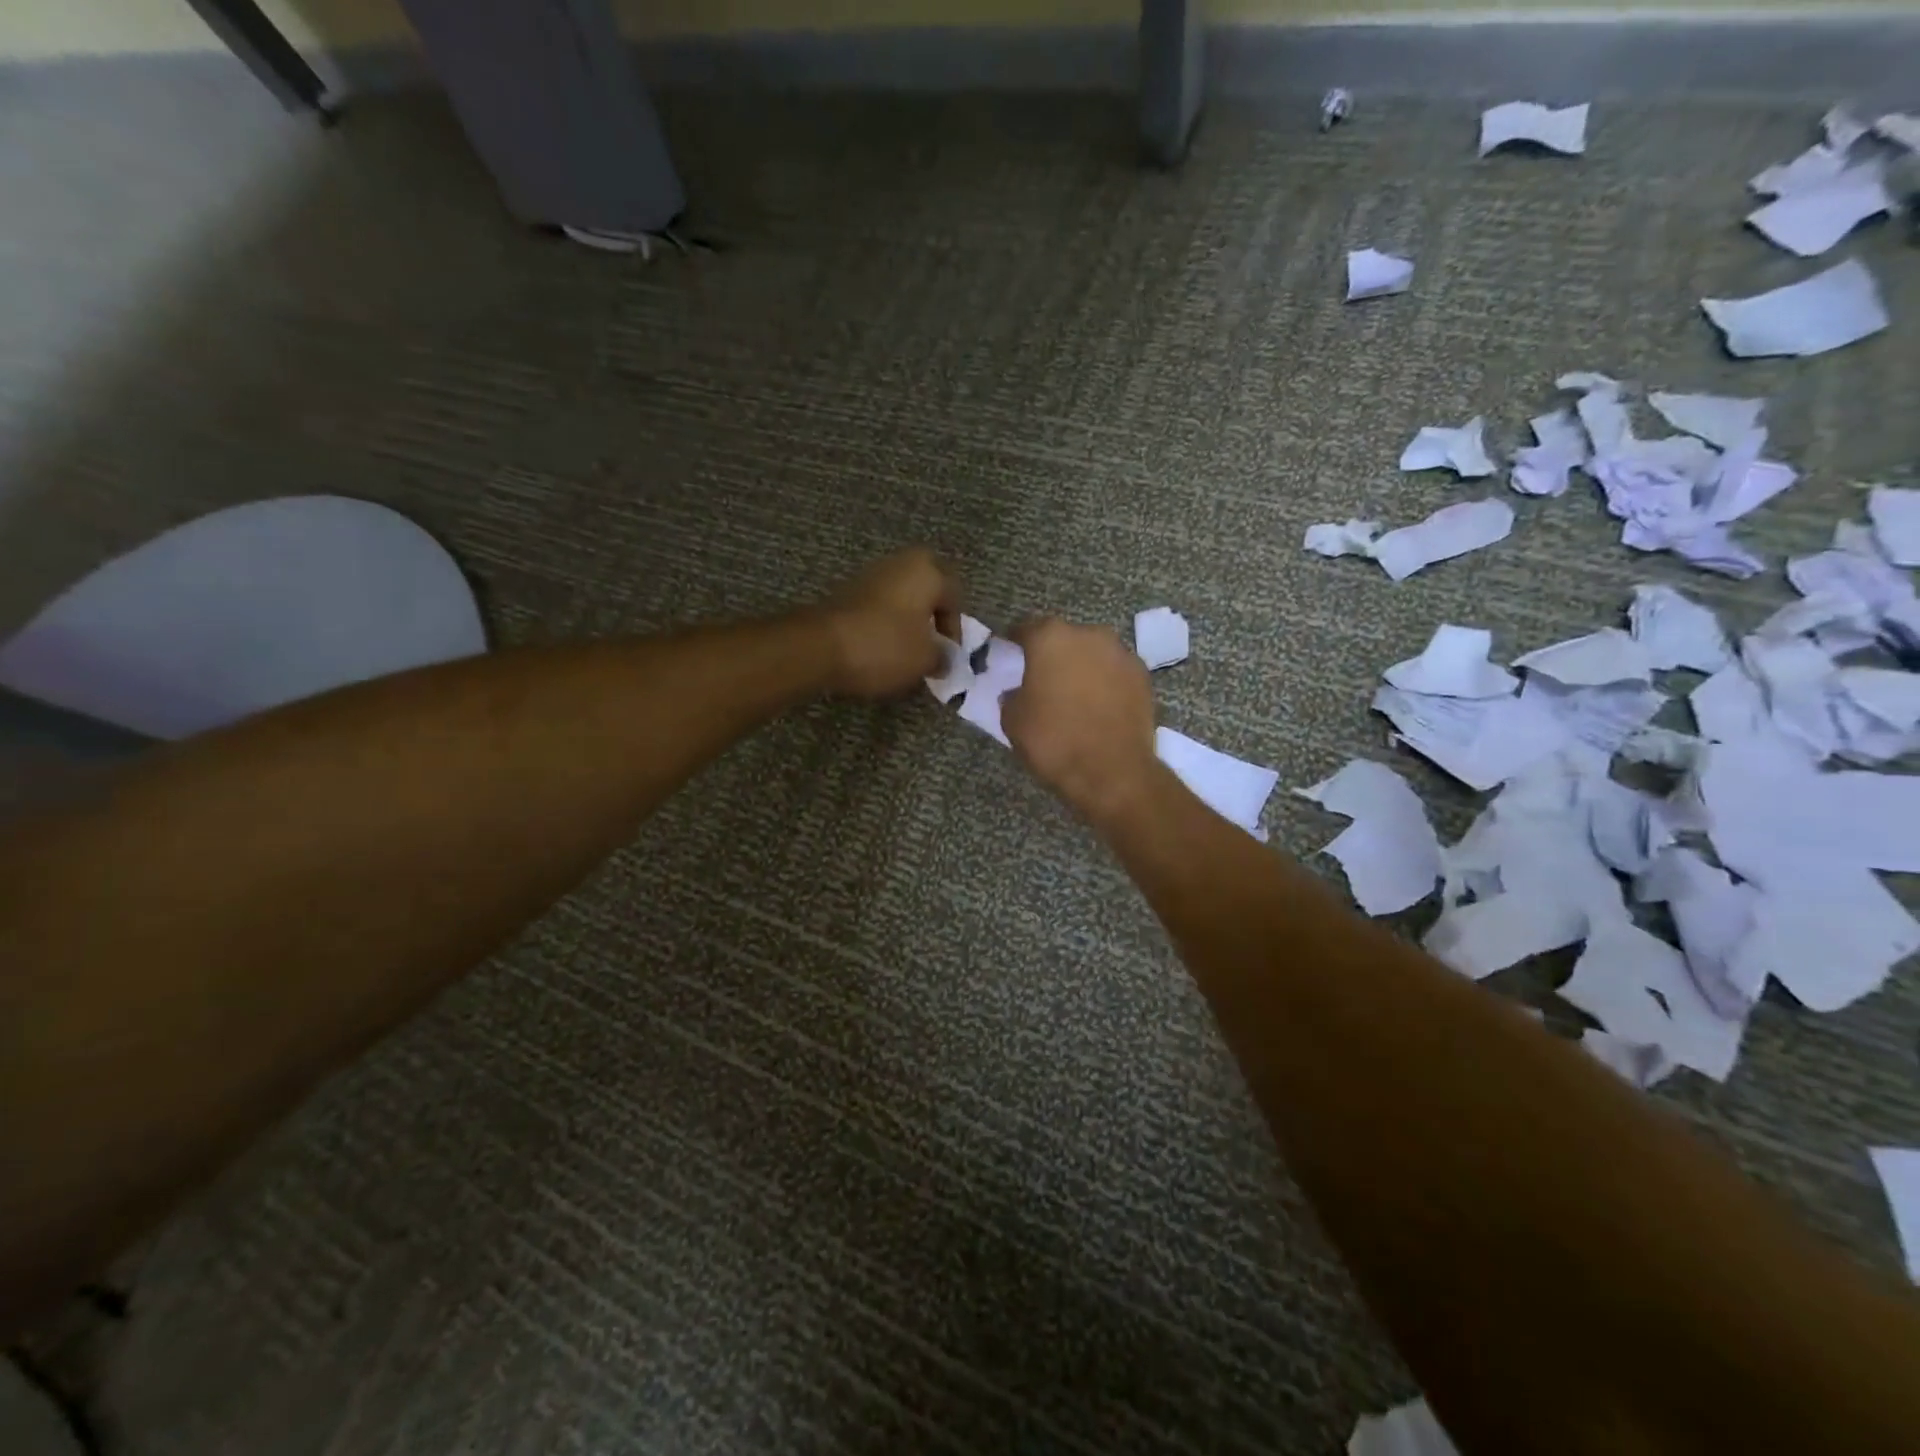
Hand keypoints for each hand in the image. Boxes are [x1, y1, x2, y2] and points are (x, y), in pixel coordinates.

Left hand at [816, 548, 960, 698]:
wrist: (820, 646)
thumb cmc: (884, 646)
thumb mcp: (925, 659)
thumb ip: (943, 657)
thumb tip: (944, 659)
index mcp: (927, 572)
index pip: (955, 596)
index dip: (955, 630)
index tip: (948, 656)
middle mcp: (900, 564)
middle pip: (927, 588)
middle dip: (932, 614)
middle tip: (931, 642)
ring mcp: (869, 575)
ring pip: (901, 595)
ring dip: (907, 619)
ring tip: (906, 651)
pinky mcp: (846, 592)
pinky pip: (878, 606)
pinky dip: (884, 623)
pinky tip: (881, 648)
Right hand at [1001, 618, 1160, 825]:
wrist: (1113, 771)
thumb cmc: (1054, 741)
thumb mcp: (1013, 721)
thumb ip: (1011, 696)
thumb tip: (1017, 692)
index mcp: (1051, 638)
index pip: (1025, 629)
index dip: (1013, 643)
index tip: (1007, 655)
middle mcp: (1089, 635)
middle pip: (1063, 637)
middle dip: (1051, 653)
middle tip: (1041, 678)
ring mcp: (1121, 653)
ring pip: (1092, 653)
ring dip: (1081, 666)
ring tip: (1072, 693)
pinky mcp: (1143, 676)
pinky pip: (1114, 672)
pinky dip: (1104, 682)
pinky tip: (1097, 704)